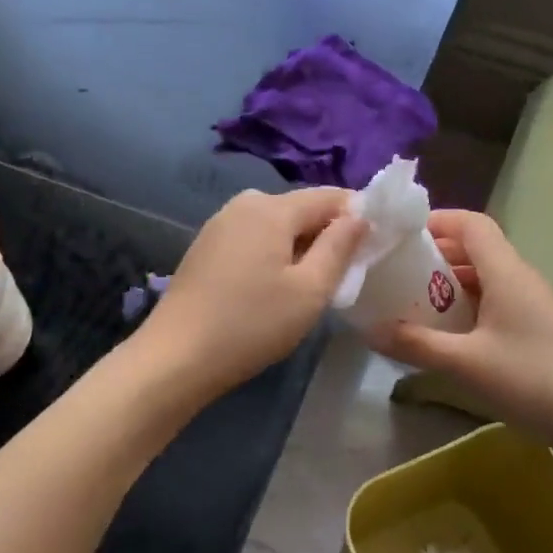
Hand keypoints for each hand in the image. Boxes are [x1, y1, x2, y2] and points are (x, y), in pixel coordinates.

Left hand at [144, 188, 366, 400]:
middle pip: (301, 208)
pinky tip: (273, 287)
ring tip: (311, 284)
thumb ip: (339, 247)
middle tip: (344, 274)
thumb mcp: (309, 290)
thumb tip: (360, 216)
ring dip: (300, 246)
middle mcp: (244, 203)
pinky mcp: (206, 246)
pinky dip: (273, 253)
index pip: (330, 196)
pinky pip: (254, 238)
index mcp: (272, 207)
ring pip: (277, 224)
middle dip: (327, 233)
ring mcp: (220, 223)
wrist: (176, 356)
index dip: (357, 215)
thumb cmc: (252, 324)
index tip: (376, 244)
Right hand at [369, 210, 552, 445]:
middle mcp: (519, 277)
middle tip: (397, 271)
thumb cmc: (529, 380)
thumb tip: (369, 330)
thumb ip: (415, 344)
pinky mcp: (534, 324)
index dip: (437, 221)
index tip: (401, 235)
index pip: (472, 223)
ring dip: (448, 281)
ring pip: (483, 275)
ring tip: (412, 301)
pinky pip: (493, 298)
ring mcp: (530, 301)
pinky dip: (465, 303)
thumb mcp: (464, 363)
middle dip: (434, 254)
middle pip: (475, 247)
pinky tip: (446, 331)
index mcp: (506, 272)